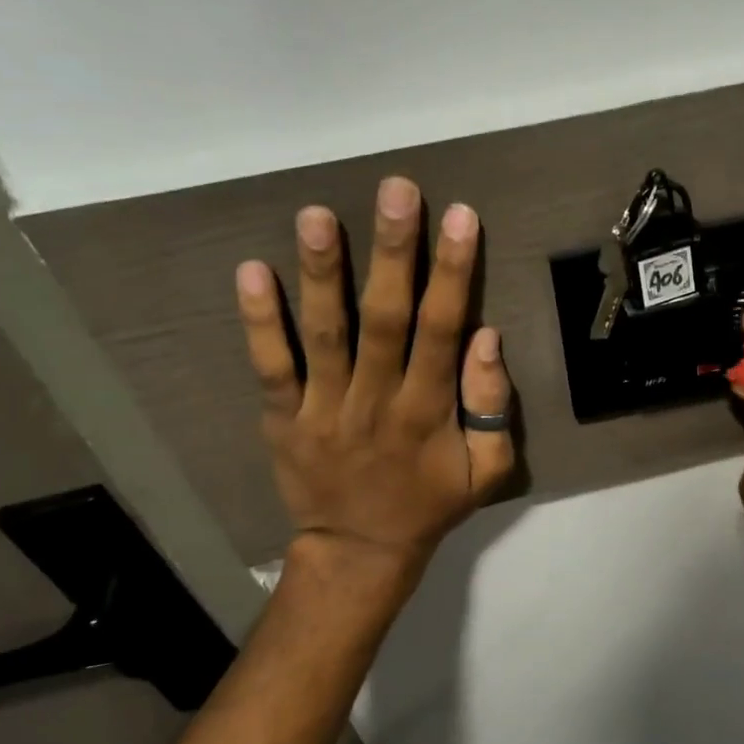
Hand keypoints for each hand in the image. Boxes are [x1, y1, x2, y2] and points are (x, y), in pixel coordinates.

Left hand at [234, 176, 513, 606]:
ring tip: (317, 215)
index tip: (459, 217)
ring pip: (323, 334)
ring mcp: (323, 409)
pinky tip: (252, 270)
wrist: (359, 552)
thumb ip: (492, 408)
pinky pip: (270, 367)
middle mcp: (375, 401)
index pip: (441, 331)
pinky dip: (259, 321)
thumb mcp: (486, 472)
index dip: (452, 273)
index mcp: (427, 412)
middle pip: (385, 319)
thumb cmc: (430, 504)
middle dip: (393, 252)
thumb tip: (486, 338)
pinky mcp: (283, 418)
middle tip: (396, 190)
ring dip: (322, 273)